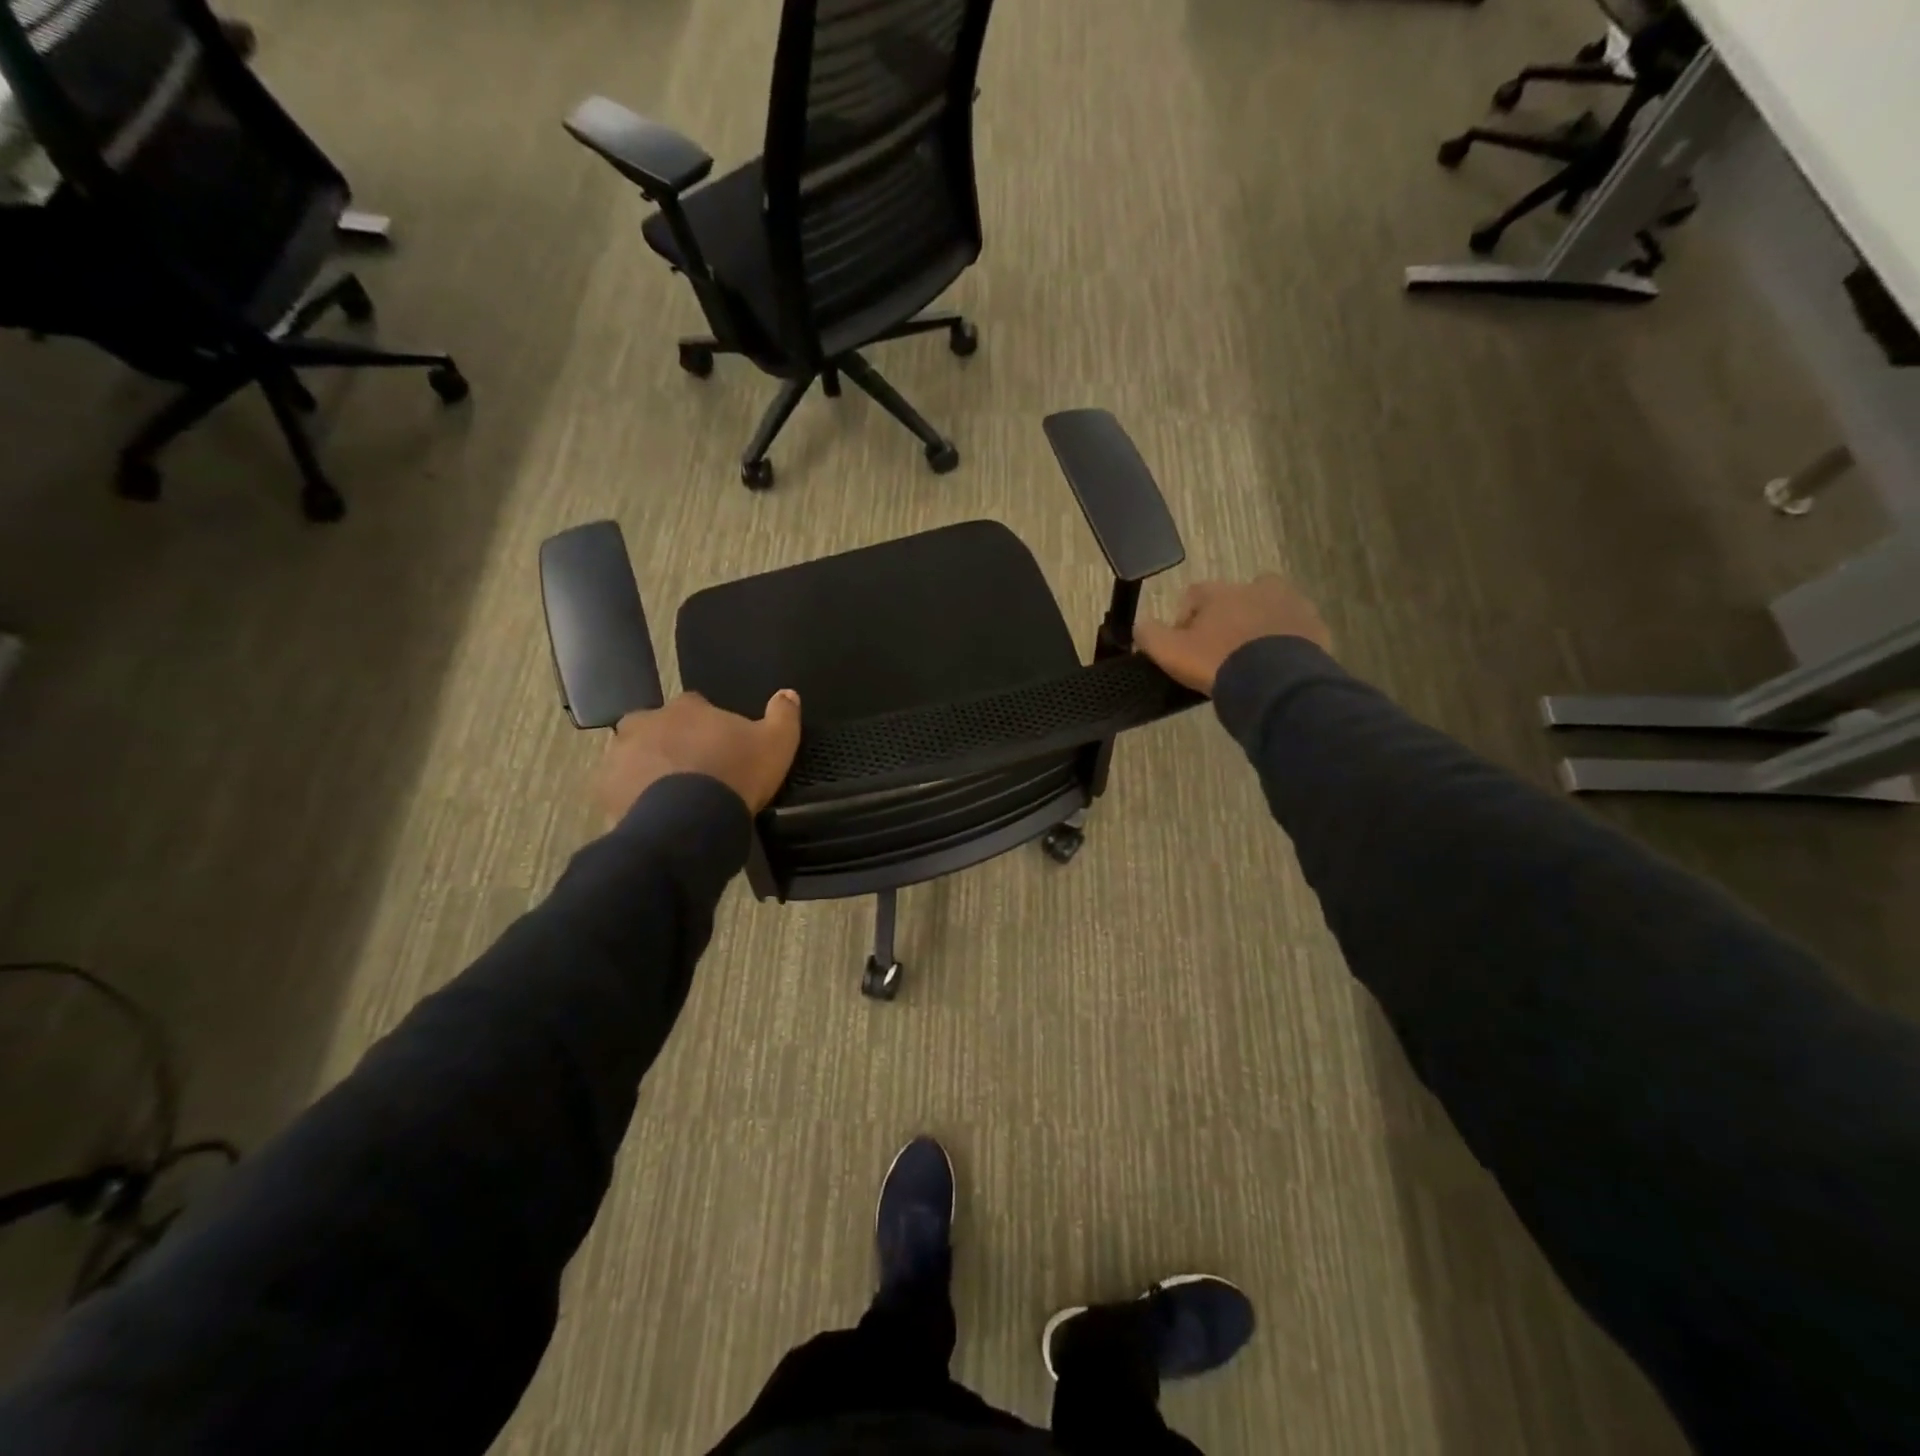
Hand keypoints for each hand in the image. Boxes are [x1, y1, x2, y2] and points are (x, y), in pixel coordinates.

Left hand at [595, 690, 801, 821]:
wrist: (689, 823)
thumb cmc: (735, 775)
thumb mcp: (776, 744)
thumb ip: (783, 715)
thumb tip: (788, 693)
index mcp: (686, 707)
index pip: (696, 707)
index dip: (709, 727)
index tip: (721, 748)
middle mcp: (645, 721)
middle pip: (660, 728)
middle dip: (673, 744)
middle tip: (694, 772)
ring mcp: (620, 755)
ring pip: (636, 756)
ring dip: (650, 769)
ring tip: (673, 798)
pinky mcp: (605, 789)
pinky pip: (621, 789)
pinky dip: (633, 797)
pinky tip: (655, 814)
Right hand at [1134, 577, 1331, 695]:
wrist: (1274, 682)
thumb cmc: (1216, 662)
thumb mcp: (1170, 652)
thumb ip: (1149, 635)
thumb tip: (1139, 625)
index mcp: (1219, 592)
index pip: (1194, 596)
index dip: (1186, 619)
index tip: (1185, 644)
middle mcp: (1256, 588)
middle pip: (1235, 598)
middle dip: (1227, 618)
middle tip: (1220, 651)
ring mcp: (1290, 604)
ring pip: (1269, 609)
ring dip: (1258, 626)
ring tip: (1252, 659)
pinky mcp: (1315, 626)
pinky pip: (1295, 629)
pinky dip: (1285, 641)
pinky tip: (1276, 665)